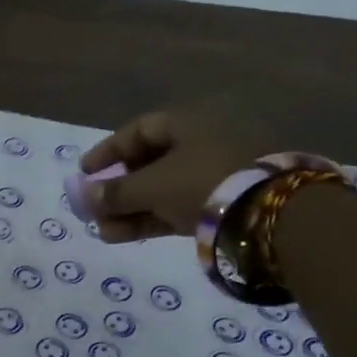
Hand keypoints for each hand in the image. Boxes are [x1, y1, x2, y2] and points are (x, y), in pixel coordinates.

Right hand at [80, 100, 272, 241]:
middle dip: (118, 189)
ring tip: (104, 232)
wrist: (272, 214)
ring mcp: (219, 172)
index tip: (84, 173)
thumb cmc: (203, 182)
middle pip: (151, 162)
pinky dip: (154, 218)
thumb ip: (115, 192)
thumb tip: (84, 197)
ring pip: (165, 188)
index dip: (108, 152)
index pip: (138, 131)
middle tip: (93, 209)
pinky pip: (181, 205)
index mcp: (190, 121)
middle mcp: (205, 140)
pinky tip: (125, 236)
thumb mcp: (152, 186)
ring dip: (132, 209)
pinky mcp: (228, 201)